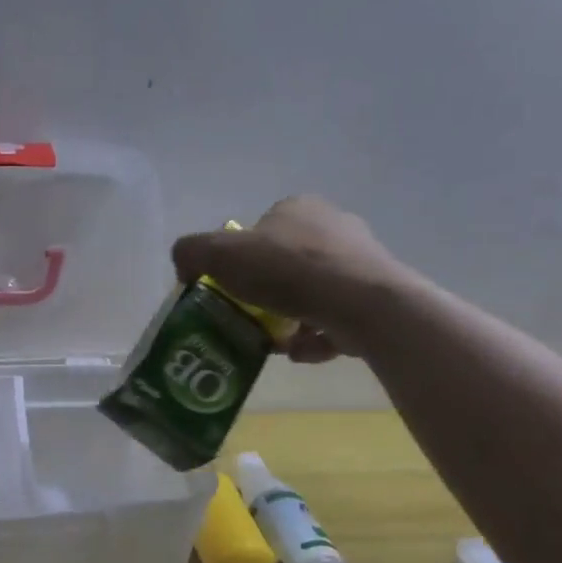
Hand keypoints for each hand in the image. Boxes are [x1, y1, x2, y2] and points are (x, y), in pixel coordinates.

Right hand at [170, 196, 400, 361]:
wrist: (361, 303)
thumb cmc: (287, 271)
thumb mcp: (220, 254)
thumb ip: (192, 252)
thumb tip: (184, 264)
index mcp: (298, 209)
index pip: (260, 230)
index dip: (240, 260)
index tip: (231, 289)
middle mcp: (333, 226)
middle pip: (288, 262)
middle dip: (267, 292)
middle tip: (250, 318)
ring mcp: (361, 261)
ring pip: (313, 292)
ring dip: (292, 318)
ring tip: (274, 343)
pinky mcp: (377, 296)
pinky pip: (336, 318)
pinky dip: (316, 337)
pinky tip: (301, 354)